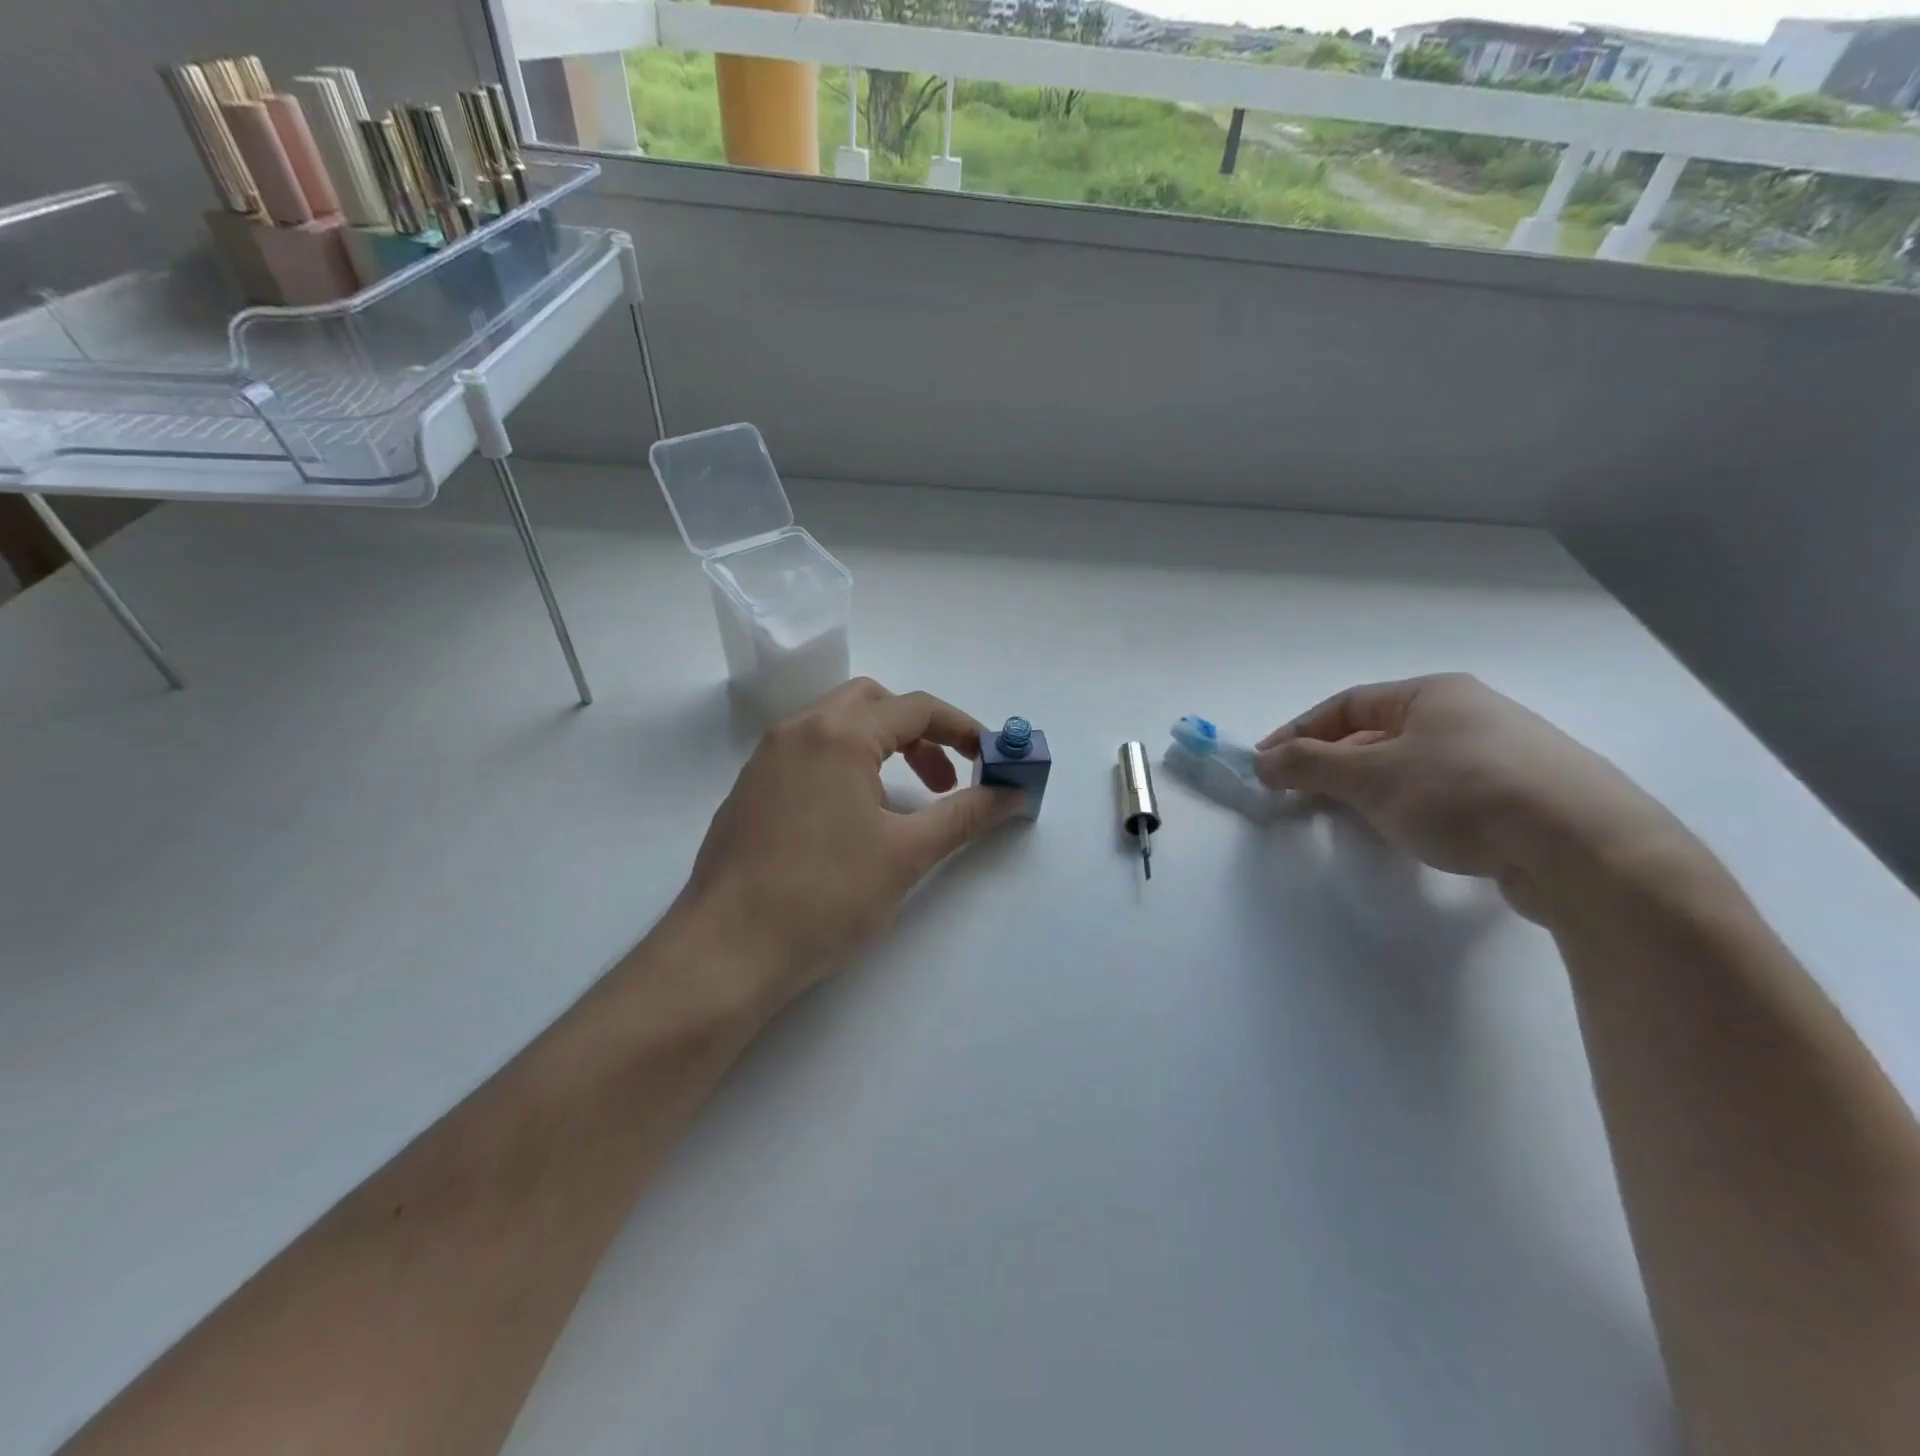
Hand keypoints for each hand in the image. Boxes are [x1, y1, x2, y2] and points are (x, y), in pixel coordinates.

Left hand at [676, 679, 1021, 1014]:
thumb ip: (965, 815)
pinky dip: (844, 769)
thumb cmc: (825, 896)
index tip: (991, 761)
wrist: (726, 951)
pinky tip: (850, 825)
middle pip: (873, 704)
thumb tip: (1013, 794)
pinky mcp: (749, 791)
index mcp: (838, 735)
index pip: (916, 708)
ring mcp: (765, 760)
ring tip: (901, 807)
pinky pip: (808, 757)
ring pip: (836, 729)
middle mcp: (797, 731)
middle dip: (919, 734)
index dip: (963, 729)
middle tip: (943, 782)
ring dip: (880, 751)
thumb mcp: (906, 854)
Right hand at [1253, 673, 1695, 921]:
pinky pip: (1445, 792)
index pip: (1346, 704)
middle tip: (1299, 795)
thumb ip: (1309, 765)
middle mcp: (1469, 713)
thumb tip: (1261, 761)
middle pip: (1378, 733)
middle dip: (1333, 763)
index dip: (1298, 732)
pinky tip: (1409, 833)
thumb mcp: (1371, 777)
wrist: (1586, 849)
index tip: (1265, 764)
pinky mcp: (1523, 797)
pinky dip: (1411, 807)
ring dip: (1370, 788)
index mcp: (1433, 694)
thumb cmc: (1463, 794)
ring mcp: (1502, 754)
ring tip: (1349, 817)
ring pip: (1412, 765)